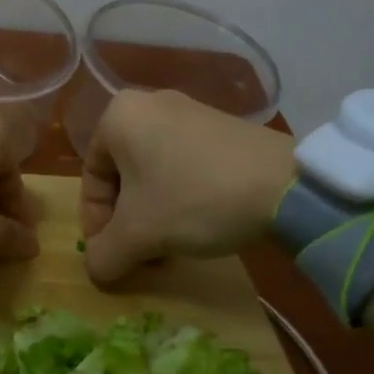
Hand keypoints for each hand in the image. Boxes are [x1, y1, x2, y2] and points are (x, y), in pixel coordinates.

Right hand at [80, 90, 294, 285]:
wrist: (284, 184)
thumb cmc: (194, 198)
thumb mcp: (139, 235)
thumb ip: (104, 255)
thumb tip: (96, 270)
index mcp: (118, 117)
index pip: (89, 180)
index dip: (95, 225)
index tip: (112, 255)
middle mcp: (148, 103)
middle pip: (121, 177)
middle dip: (127, 223)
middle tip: (141, 255)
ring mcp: (188, 111)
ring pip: (152, 174)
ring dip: (153, 216)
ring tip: (169, 246)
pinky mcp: (220, 127)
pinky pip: (182, 165)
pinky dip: (180, 198)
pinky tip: (198, 224)